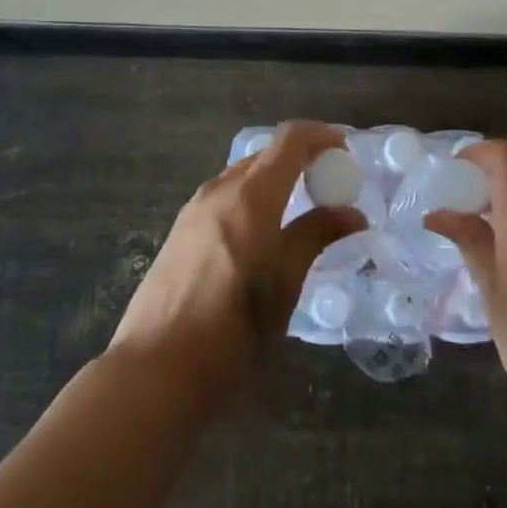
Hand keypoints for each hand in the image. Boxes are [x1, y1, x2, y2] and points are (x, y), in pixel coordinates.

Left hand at [110, 121, 364, 405]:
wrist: (154, 371)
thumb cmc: (231, 330)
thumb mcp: (283, 284)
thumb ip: (316, 236)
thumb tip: (352, 213)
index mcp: (249, 196)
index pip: (289, 140)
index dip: (321, 136)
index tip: (346, 151)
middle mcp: (219, 190)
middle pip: (266, 155)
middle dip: (301, 159)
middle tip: (331, 185)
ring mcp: (194, 210)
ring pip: (243, 176)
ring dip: (276, 179)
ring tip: (301, 209)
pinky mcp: (180, 232)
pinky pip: (225, 197)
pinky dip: (253, 198)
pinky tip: (263, 233)